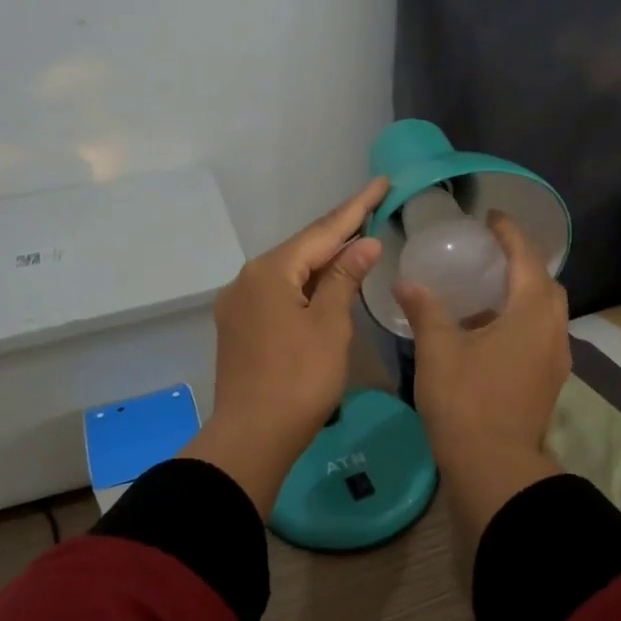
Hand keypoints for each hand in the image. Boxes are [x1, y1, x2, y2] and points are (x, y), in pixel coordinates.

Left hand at [181, 177, 389, 516]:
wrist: (251, 438)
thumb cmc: (299, 380)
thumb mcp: (330, 326)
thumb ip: (345, 279)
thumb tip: (363, 244)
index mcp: (270, 272)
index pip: (323, 231)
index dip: (356, 207)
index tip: (381, 182)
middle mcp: (248, 279)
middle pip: (302, 248)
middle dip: (339, 230)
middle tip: (374, 207)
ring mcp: (239, 304)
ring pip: (290, 272)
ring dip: (323, 259)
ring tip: (356, 241)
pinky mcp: (239, 327)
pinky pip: (279, 293)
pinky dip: (306, 284)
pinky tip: (325, 284)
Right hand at [394, 212, 570, 539]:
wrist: (493, 465)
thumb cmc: (465, 400)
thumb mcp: (438, 349)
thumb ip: (426, 310)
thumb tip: (408, 283)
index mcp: (530, 313)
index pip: (527, 258)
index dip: (510, 234)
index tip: (492, 218)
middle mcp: (553, 330)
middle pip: (545, 284)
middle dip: (522, 264)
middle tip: (490, 256)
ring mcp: (556, 359)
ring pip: (546, 314)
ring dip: (522, 297)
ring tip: (485, 295)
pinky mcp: (549, 383)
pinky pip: (541, 337)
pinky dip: (521, 323)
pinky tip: (489, 335)